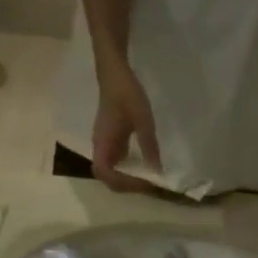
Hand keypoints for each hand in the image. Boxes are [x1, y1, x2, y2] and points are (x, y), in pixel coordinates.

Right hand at [92, 59, 162, 193]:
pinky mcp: (109, 140)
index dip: (123, 182)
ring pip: (111, 171)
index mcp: (103, 143)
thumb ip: (149, 146)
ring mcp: (104, 144)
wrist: (114, 72)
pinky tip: (143, 166)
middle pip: (107, 177)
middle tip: (147, 185)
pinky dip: (128, 169)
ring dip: (127, 179)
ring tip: (146, 179)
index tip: (143, 182)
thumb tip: (157, 171)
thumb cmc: (126, 93)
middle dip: (126, 185)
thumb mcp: (143, 120)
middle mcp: (100, 148)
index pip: (106, 173)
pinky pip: (116, 162)